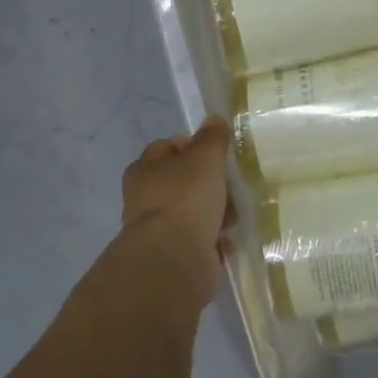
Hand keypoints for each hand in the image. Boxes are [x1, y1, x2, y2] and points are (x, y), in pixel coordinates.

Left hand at [121, 116, 234, 262]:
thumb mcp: (204, 158)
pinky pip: (199, 240)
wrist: (174, 259)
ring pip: (193, 211)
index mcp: (145, 169)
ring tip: (233, 216)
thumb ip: (212, 138)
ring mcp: (158, 228)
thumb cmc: (186, 198)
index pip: (166, 147)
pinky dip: (213, 240)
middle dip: (208, 183)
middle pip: (182, 180)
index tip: (215, 153)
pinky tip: (227, 240)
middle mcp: (146, 197)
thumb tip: (214, 118)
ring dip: (214, 213)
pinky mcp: (173, 254)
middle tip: (229, 185)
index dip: (190, 145)